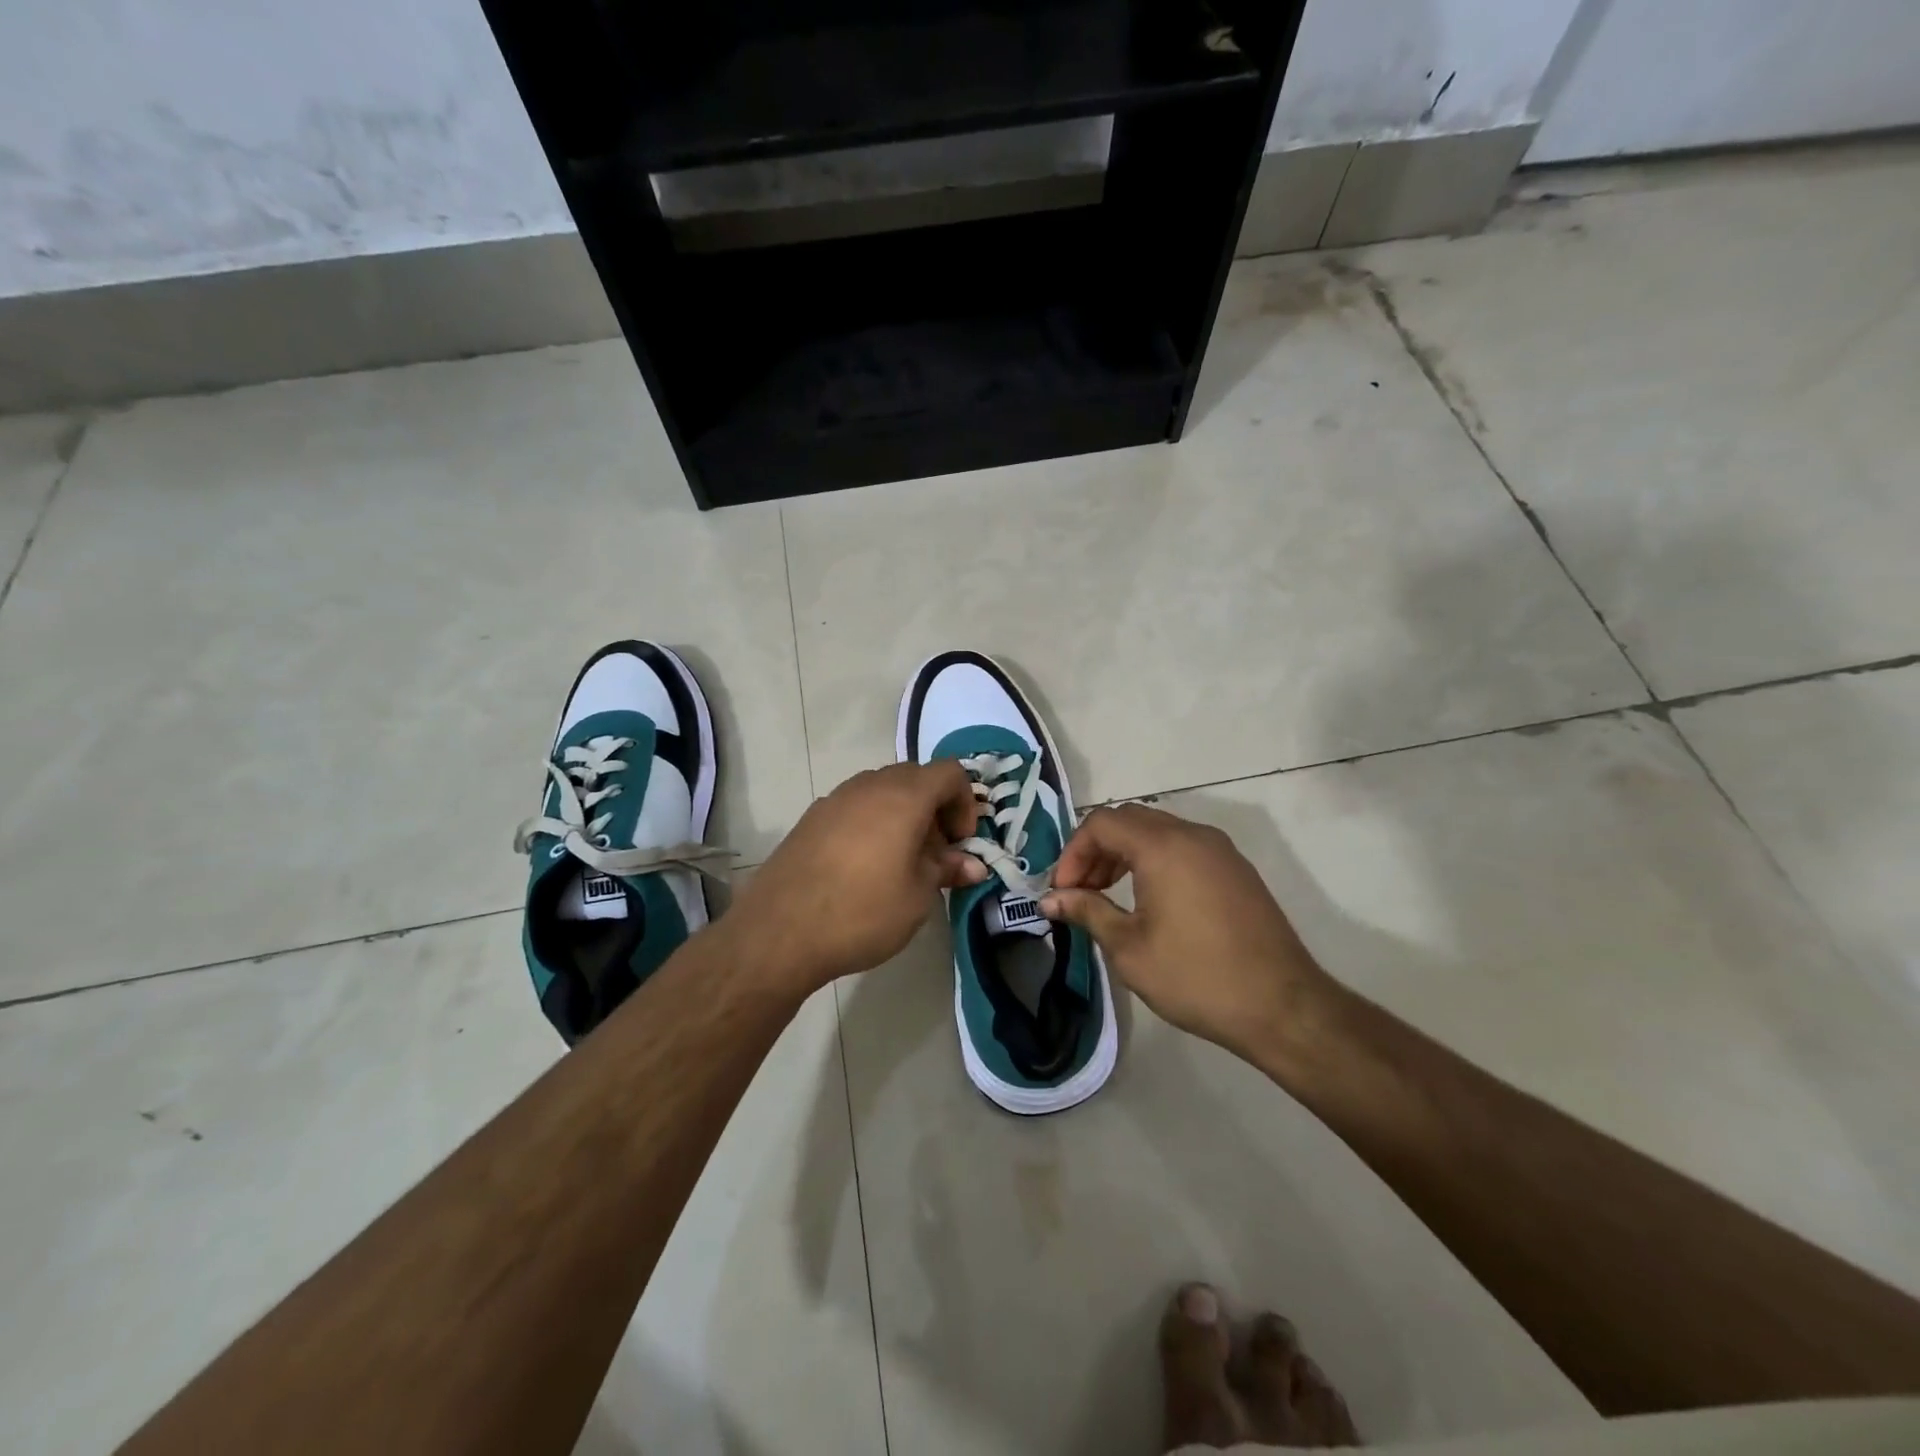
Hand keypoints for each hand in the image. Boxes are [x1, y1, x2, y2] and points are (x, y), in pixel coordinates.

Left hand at [724, 761, 986, 992]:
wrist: (779, 932)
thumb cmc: (862, 912)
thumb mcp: (917, 896)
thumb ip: (947, 870)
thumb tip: (973, 865)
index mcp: (903, 796)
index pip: (949, 773)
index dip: (966, 803)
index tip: (960, 843)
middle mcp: (869, 786)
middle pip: (916, 778)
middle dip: (935, 809)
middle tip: (936, 853)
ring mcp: (835, 799)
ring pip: (882, 791)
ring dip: (903, 815)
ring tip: (902, 861)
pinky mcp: (811, 818)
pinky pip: (855, 807)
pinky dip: (873, 823)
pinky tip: (865, 866)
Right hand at [1041, 804, 1334, 1063]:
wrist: (1282, 1007)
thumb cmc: (1196, 977)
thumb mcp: (1130, 949)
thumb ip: (1087, 912)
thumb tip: (1051, 900)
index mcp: (1163, 846)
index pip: (1101, 823)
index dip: (1073, 852)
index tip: (1063, 891)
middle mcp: (1193, 835)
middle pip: (1129, 821)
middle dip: (1096, 850)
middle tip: (1081, 891)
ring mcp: (1220, 850)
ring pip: (1158, 831)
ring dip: (1125, 854)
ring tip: (1109, 896)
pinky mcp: (1237, 869)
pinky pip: (1184, 847)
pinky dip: (1155, 861)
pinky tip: (1150, 901)